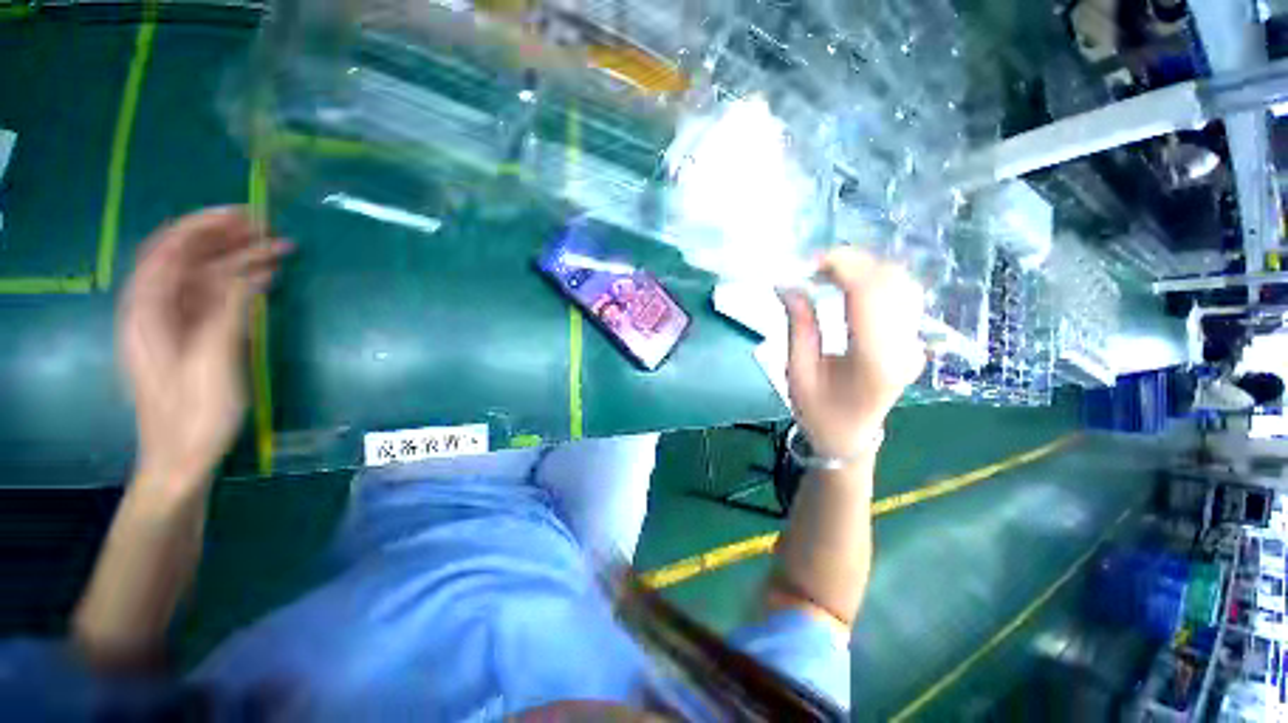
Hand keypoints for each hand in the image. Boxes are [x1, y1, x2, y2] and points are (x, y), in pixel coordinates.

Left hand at [118, 207, 290, 491]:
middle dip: (225, 239)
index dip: (203, 226)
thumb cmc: (193, 412)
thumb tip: (254, 271)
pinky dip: (237, 284)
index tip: (243, 215)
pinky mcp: (190, 337)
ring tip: (277, 250)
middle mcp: (153, 309)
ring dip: (236, 260)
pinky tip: (263, 279)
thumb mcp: (213, 359)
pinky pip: (211, 298)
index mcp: (146, 311)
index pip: (168, 250)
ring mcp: (172, 324)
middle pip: (184, 258)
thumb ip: (229, 310)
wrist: (181, 456)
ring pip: (201, 276)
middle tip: (268, 229)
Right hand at [780, 247, 925, 457]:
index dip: (842, 266)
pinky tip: (850, 283)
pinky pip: (901, 294)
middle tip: (813, 267)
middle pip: (890, 281)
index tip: (809, 262)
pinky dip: (875, 279)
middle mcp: (904, 346)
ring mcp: (914, 341)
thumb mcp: (797, 371)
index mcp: (874, 360)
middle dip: (851, 262)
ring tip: (828, 273)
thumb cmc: (818, 410)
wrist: (850, 436)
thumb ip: (798, 325)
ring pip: (900, 282)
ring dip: (864, 268)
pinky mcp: (913, 338)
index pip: (869, 294)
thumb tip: (789, 285)